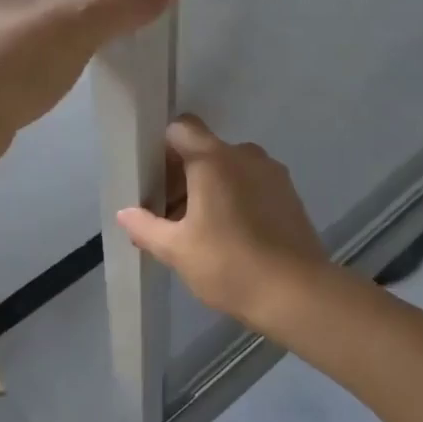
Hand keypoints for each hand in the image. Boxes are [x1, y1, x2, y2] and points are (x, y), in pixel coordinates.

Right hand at [117, 116, 329, 333]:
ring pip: (229, 168)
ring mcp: (271, 172)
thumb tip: (125, 214)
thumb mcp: (176, 250)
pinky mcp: (289, 193)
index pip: (181, 128)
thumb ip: (145, 226)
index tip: (152, 179)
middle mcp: (245, 155)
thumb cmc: (229, 265)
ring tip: (198, 230)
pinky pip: (251, 183)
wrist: (297, 293)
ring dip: (209, 188)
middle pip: (204, 149)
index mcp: (214, 159)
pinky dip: (235, 197)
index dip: (162, 148)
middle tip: (167, 215)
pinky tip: (229, 235)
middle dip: (181, 175)